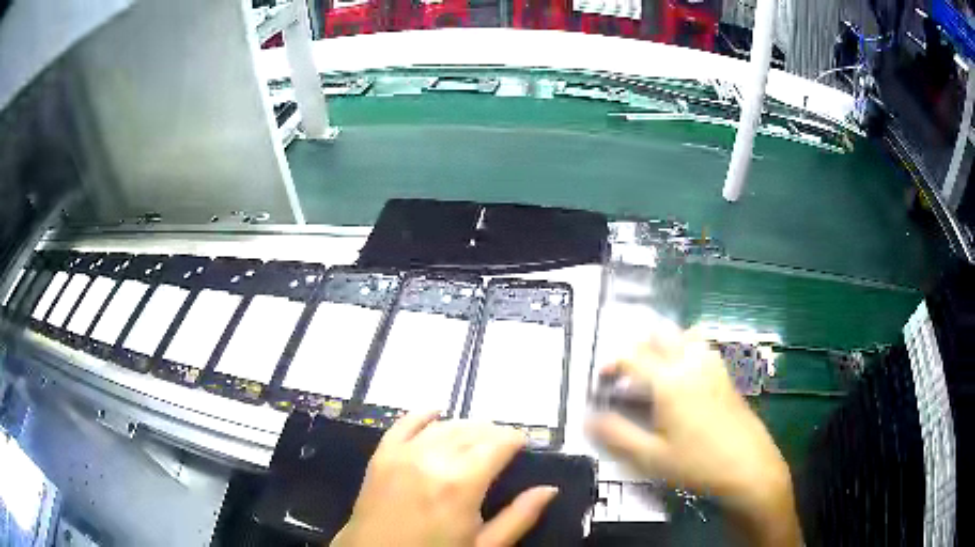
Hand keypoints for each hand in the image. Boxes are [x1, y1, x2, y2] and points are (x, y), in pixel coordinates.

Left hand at [332, 412, 557, 546]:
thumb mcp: (484, 546)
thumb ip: (519, 517)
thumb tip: (549, 489)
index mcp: (461, 484)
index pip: (497, 444)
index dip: (515, 438)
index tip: (525, 442)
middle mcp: (432, 460)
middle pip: (472, 431)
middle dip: (493, 432)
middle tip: (504, 444)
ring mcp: (402, 454)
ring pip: (443, 426)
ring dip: (465, 426)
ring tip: (478, 435)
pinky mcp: (381, 456)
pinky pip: (403, 424)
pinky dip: (422, 415)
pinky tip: (436, 412)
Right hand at [586, 329, 801, 545]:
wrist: (749, 467)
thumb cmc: (697, 464)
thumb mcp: (650, 457)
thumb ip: (616, 434)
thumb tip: (588, 418)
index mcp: (669, 380)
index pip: (632, 356)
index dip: (611, 363)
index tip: (600, 379)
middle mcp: (691, 363)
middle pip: (660, 334)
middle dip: (638, 346)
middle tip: (626, 372)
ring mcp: (713, 366)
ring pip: (684, 335)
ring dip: (664, 344)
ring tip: (654, 370)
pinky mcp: (726, 375)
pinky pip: (702, 347)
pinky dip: (685, 349)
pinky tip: (684, 378)